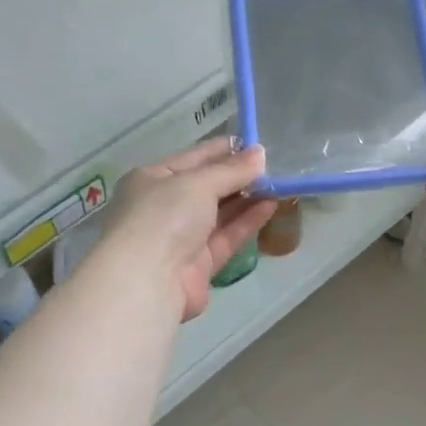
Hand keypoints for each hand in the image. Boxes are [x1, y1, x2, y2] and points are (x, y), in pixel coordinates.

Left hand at [100, 139, 274, 320]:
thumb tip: (260, 154)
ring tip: (277, 185)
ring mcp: (181, 238)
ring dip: (246, 199)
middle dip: (237, 177)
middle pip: (206, 187)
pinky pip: (226, 238)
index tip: (254, 144)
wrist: (148, 281)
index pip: (192, 159)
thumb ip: (231, 170)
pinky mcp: (199, 265)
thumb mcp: (197, 183)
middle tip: (271, 166)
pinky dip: (247, 222)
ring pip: (219, 214)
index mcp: (152, 180)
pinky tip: (270, 206)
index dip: (222, 150)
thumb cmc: (164, 217)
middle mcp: (164, 207)